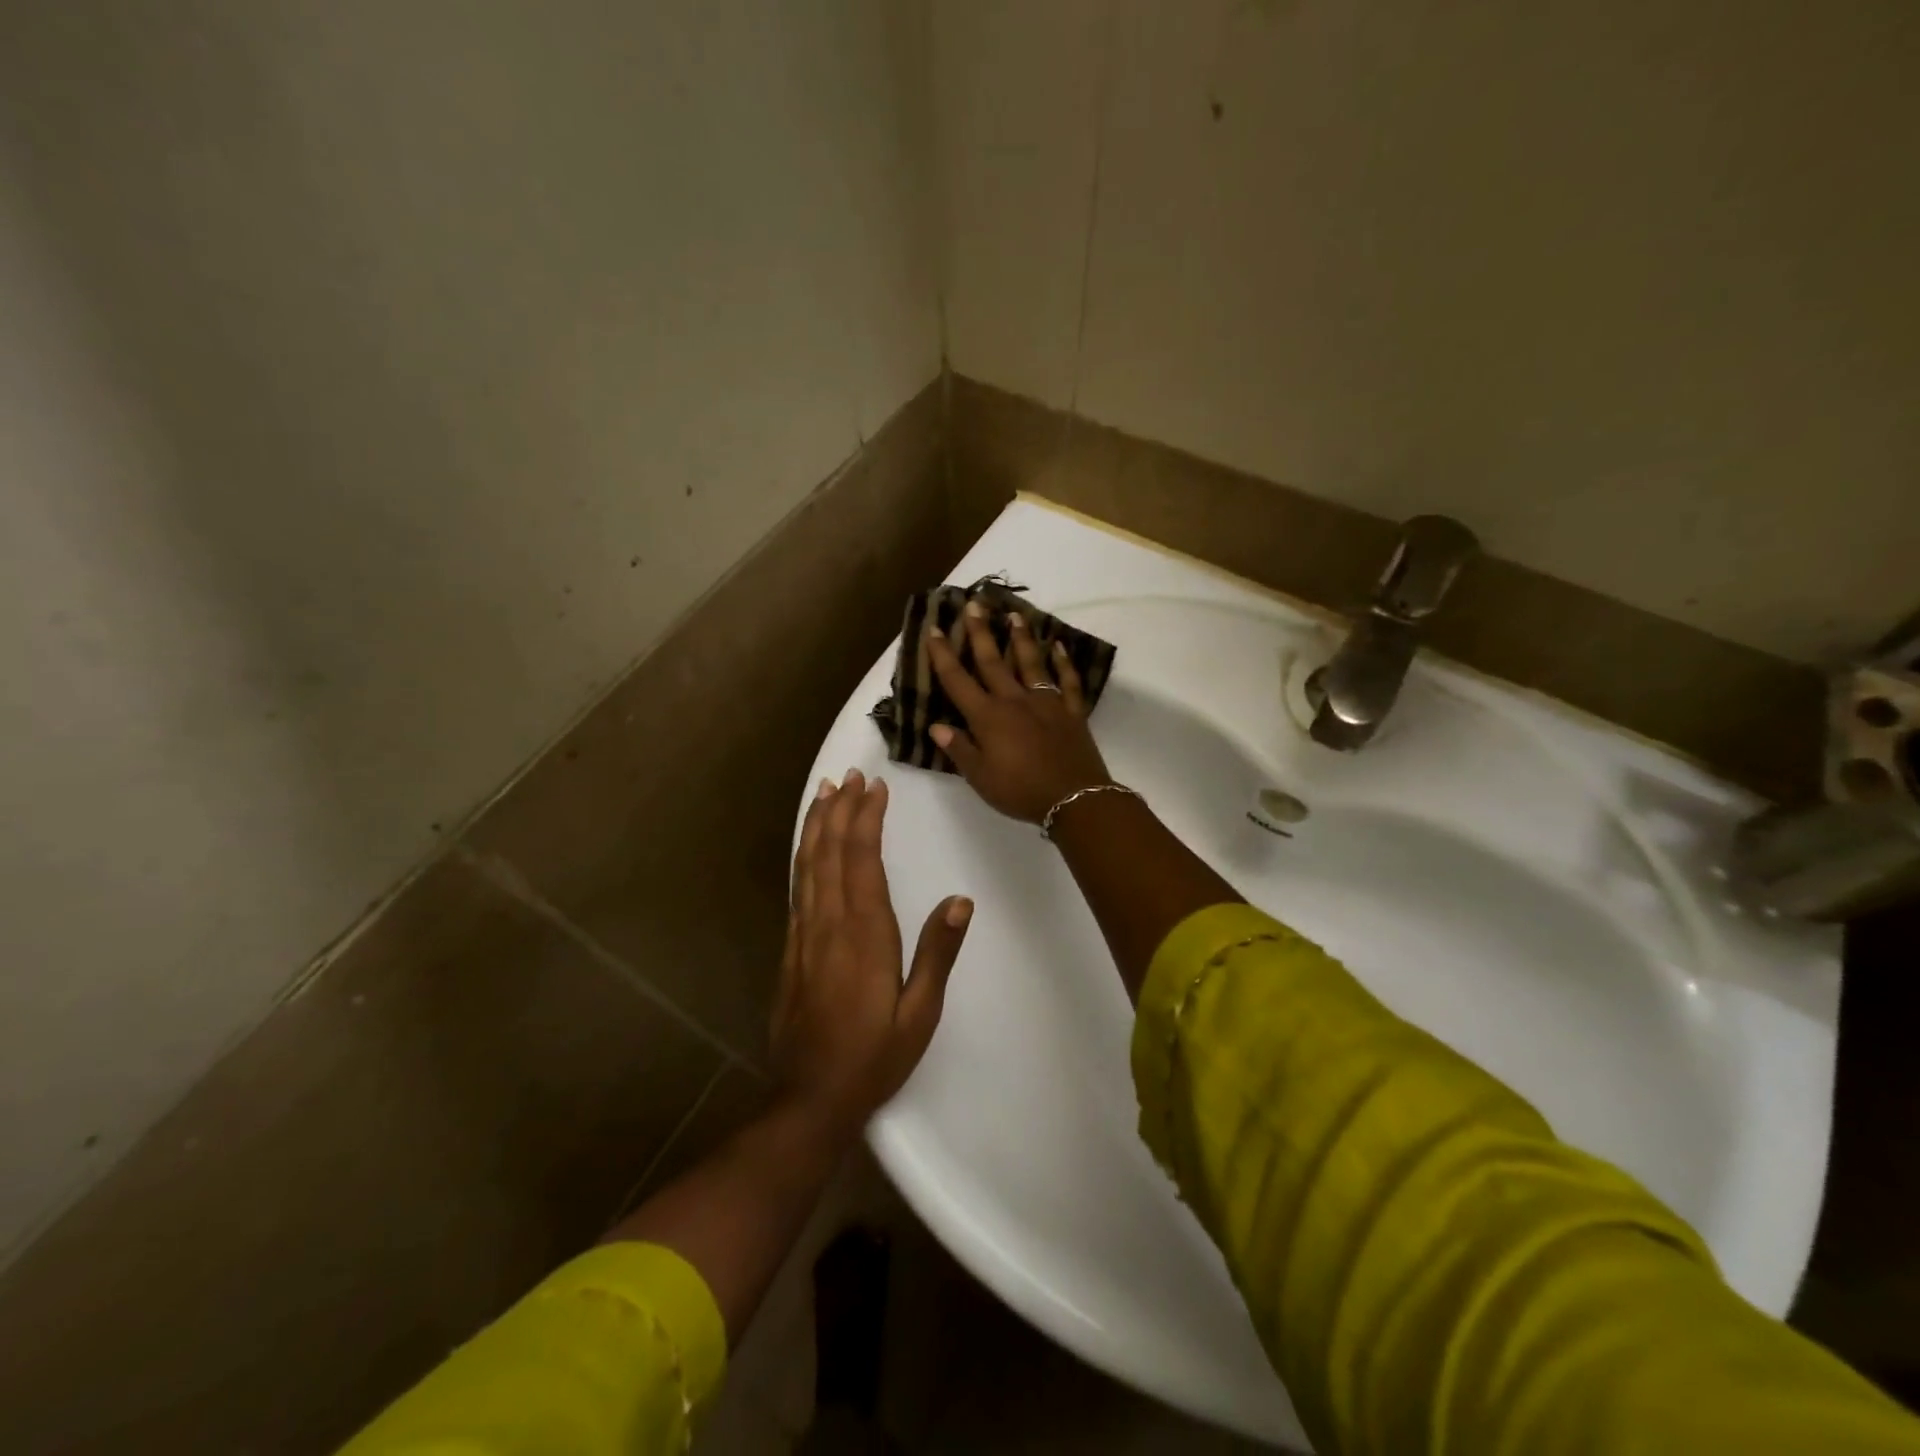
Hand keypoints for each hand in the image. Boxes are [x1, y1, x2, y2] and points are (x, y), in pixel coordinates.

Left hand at [773, 769, 971, 1136]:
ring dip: (816, 826)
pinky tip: (808, 847)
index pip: (862, 860)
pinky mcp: (791, 949)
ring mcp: (804, 935)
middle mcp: (828, 924)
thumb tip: (960, 901)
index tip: (874, 787)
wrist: (809, 1099)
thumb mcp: (920, 1013)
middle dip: (839, 810)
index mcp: (863, 934)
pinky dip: (803, 857)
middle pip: (830, 853)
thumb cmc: (873, 1057)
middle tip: (848, 776)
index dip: (866, 819)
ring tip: (824, 793)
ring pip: (807, 866)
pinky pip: (797, 888)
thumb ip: (937, 953)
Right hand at [924, 602, 1113, 824]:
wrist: (1074, 798)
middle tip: (974, 603)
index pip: (958, 681)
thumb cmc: (1020, 791)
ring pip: (1030, 662)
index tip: (935, 629)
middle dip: (980, 632)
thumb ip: (959, 749)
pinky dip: (1064, 662)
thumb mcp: (980, 777)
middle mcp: (1014, 701)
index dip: (943, 655)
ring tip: (1014, 614)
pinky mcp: (1071, 711)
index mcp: (987, 717)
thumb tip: (936, 725)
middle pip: (993, 661)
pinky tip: (1059, 646)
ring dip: (1021, 637)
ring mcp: (1046, 702)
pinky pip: (1067, 681)